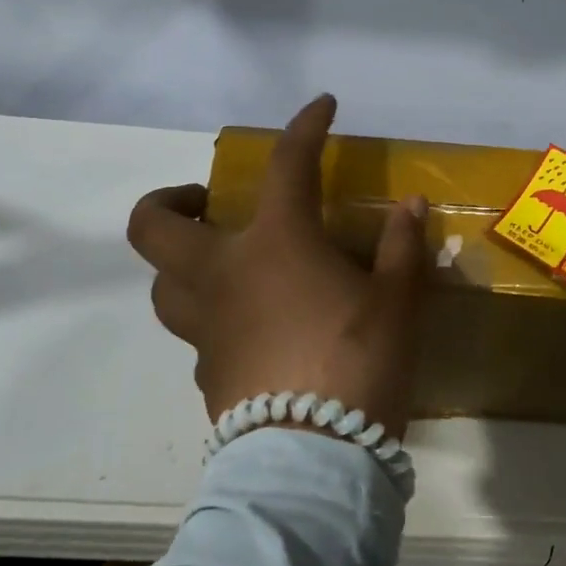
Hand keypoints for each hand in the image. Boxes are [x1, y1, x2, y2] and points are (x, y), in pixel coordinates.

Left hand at [125, 94, 428, 435]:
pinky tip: (252, 330)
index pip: (286, 165)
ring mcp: (205, 328)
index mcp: (275, 244)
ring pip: (162, 284)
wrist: (313, 458)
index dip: (305, 127)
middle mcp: (224, 275)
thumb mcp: (397, 300)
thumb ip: (402, 247)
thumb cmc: (359, 362)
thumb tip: (411, 205)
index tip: (322, 107)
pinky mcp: (206, 373)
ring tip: (223, 265)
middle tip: (209, 204)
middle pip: (154, 226)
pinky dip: (215, 317)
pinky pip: (196, 333)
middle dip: (169, 200)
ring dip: (181, 263)